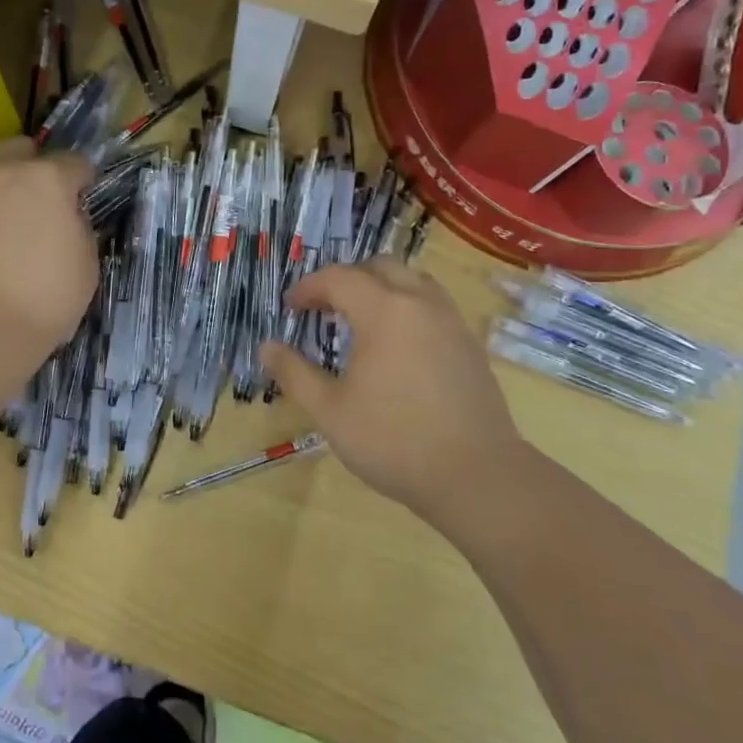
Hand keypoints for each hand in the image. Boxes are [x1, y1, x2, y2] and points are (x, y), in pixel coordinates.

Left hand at [0, 139, 95, 363]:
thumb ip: (78, 226)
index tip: (85, 196)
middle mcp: (4, 170)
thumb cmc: (47, 296)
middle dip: (36, 164)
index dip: (84, 180)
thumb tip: (66, 216)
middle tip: (43, 196)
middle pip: (23, 148)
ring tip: (5, 196)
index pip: (75, 163)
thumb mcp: (87, 262)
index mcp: (49, 178)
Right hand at [262, 259, 526, 525]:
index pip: (339, 278)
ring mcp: (451, 321)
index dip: (309, 288)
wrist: (476, 475)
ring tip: (361, 318)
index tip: (292, 307)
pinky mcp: (470, 344)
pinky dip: (407, 306)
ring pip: (413, 280)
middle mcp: (420, 303)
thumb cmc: (393, 440)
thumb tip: (266, 347)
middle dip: (347, 279)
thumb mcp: (330, 411)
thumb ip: (294, 373)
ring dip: (382, 287)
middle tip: (325, 307)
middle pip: (380, 267)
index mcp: (384, 311)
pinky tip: (397, 344)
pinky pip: (433, 304)